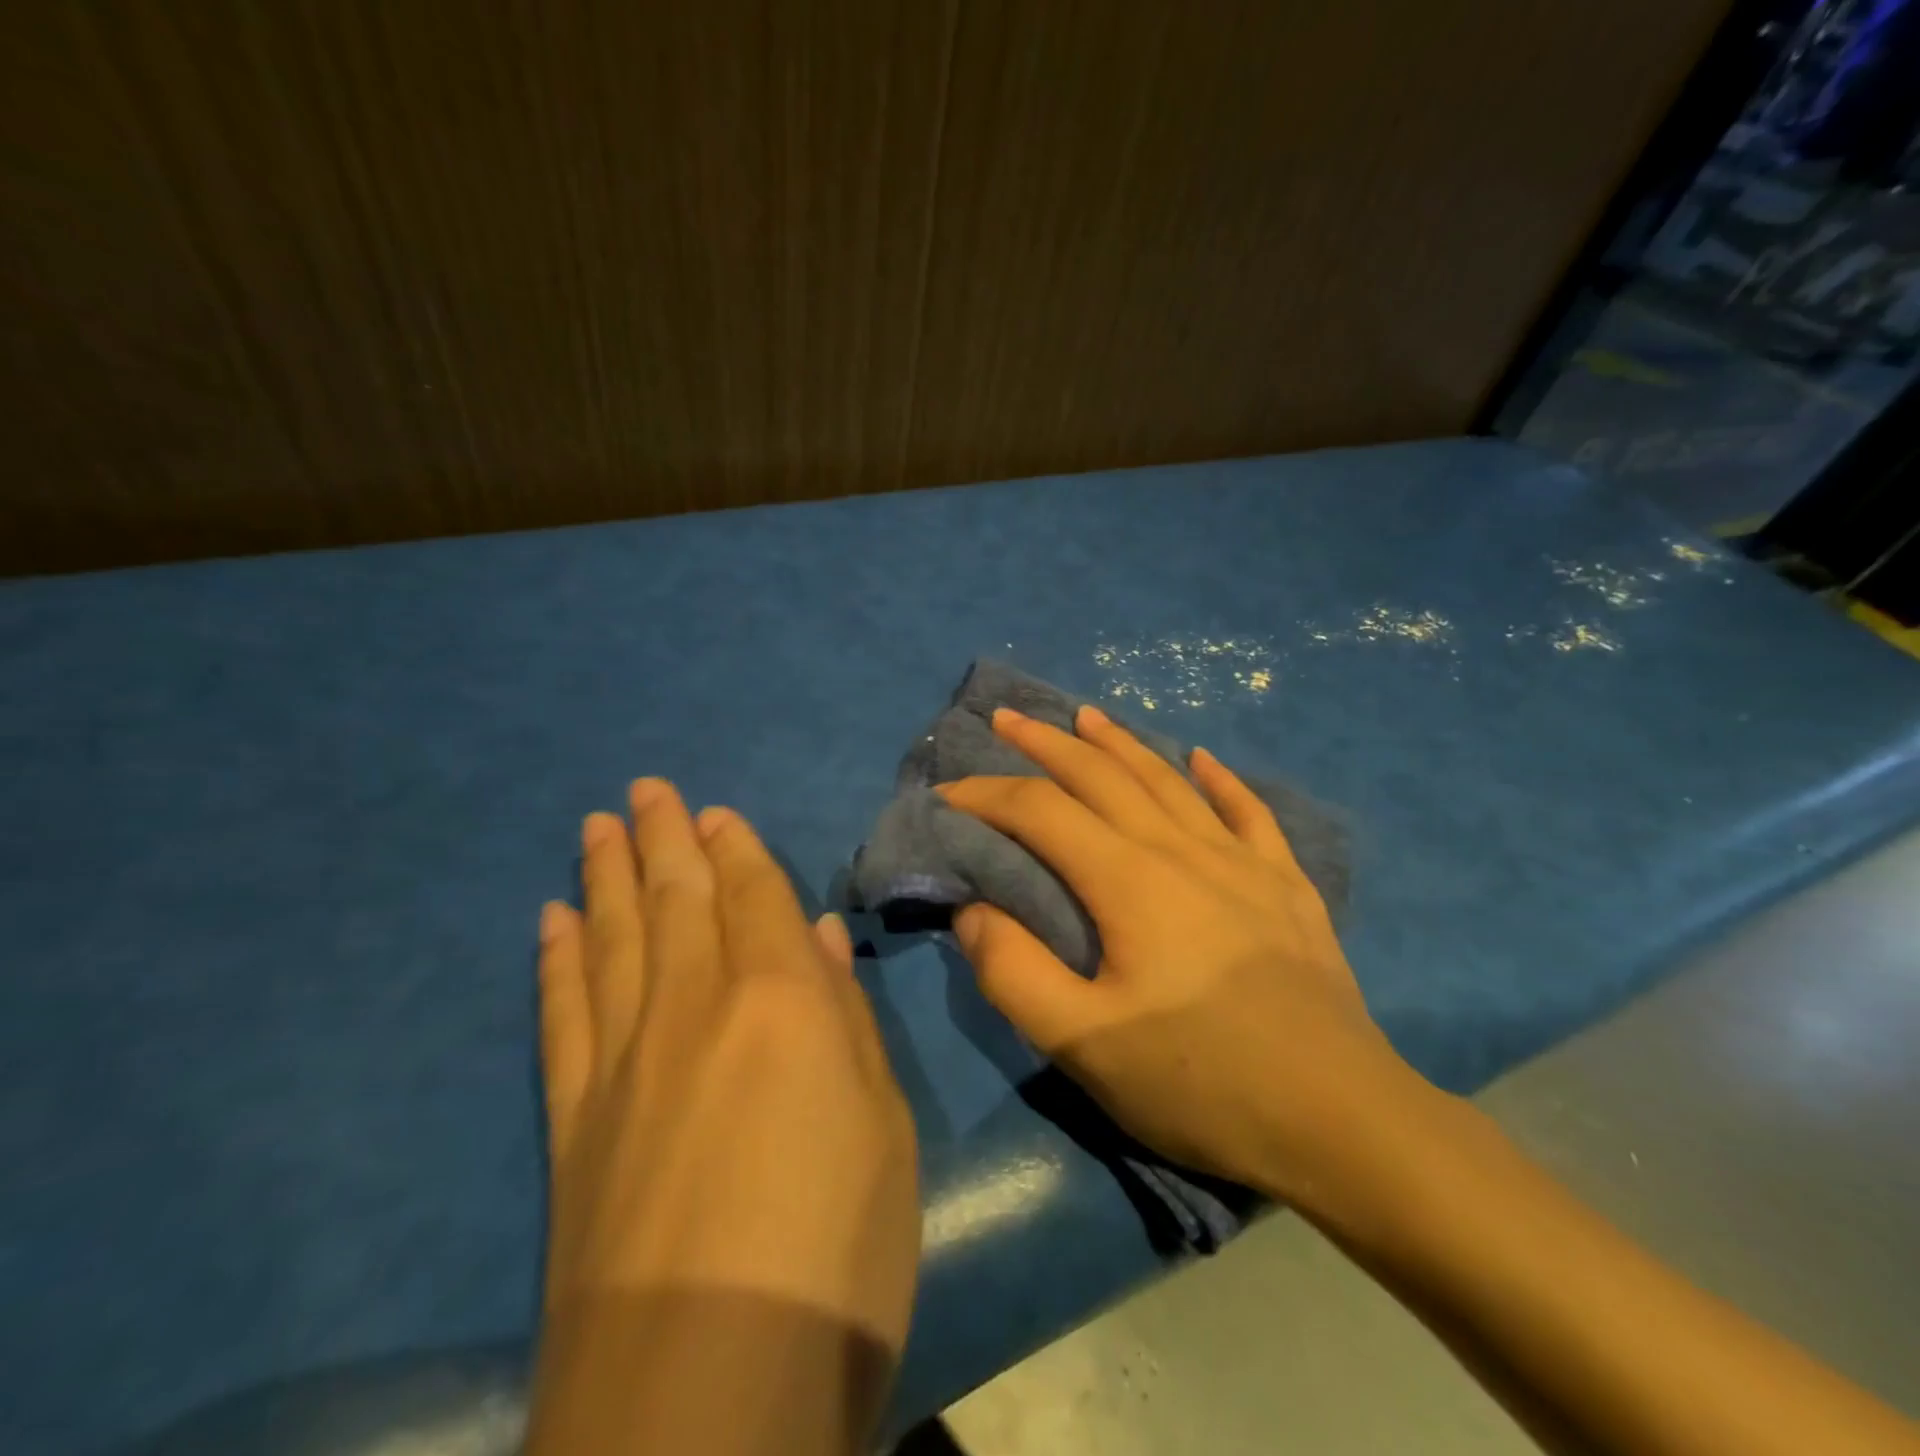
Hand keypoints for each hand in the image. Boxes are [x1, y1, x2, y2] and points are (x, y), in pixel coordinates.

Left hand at [529, 780, 918, 1454]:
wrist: (706, 1396)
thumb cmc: (837, 1249)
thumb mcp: (883, 1124)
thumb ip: (847, 1018)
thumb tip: (821, 936)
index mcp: (783, 1000)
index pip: (753, 897)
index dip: (735, 849)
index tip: (713, 811)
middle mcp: (696, 1007)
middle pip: (676, 899)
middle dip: (663, 837)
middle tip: (646, 789)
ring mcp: (623, 1061)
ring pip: (614, 938)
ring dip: (607, 876)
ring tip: (597, 826)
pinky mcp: (571, 1122)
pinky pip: (562, 1013)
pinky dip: (558, 959)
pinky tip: (552, 920)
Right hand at [940, 706, 1439, 1219]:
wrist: (1342, 1120)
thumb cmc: (1201, 1083)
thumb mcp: (1085, 1045)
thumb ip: (1014, 973)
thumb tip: (972, 910)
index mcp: (1129, 880)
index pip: (1041, 811)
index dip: (987, 795)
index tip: (947, 794)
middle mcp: (1182, 849)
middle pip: (1102, 775)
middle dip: (1046, 742)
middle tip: (1007, 717)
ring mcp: (1242, 861)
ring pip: (1168, 780)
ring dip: (1120, 743)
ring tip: (1088, 715)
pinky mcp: (1286, 884)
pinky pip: (1248, 812)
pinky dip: (1220, 780)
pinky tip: (1204, 760)